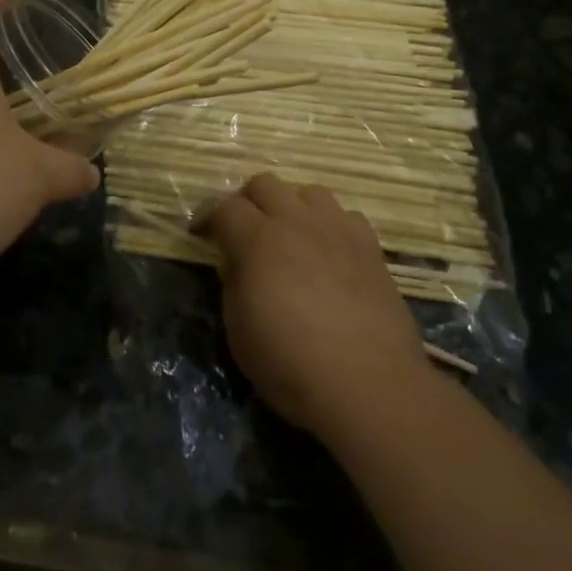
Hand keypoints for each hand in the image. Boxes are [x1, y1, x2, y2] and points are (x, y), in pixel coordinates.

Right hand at [204, 175, 429, 441]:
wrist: (370, 386)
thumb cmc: (292, 364)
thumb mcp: (239, 332)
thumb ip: (232, 285)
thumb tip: (235, 262)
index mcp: (258, 240)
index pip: (224, 207)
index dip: (208, 217)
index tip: (201, 234)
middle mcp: (297, 222)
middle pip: (265, 184)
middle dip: (247, 202)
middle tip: (242, 232)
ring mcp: (338, 230)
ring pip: (308, 191)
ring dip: (291, 206)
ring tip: (289, 236)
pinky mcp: (370, 247)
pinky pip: (345, 215)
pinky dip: (330, 225)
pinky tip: (328, 252)